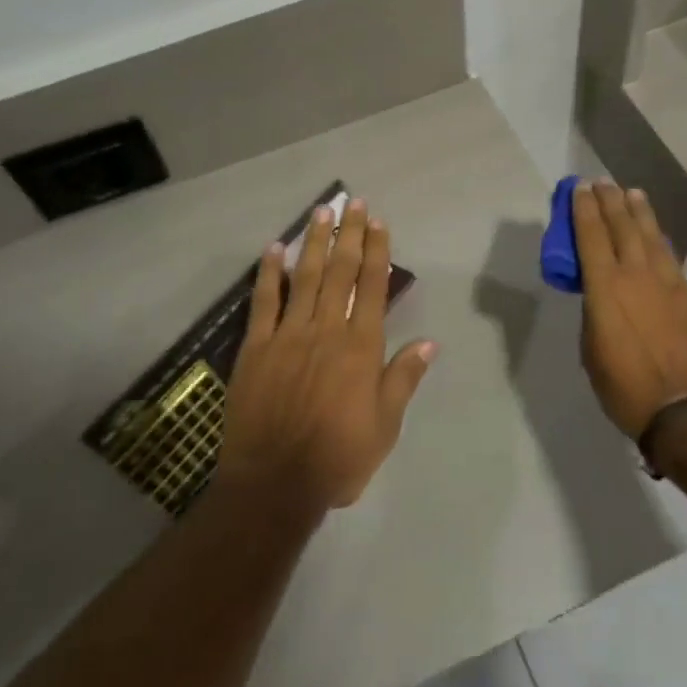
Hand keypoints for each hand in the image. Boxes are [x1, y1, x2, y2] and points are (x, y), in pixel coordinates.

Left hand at [218, 198, 435, 512]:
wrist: (275, 483)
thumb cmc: (338, 457)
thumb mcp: (385, 426)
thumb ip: (403, 378)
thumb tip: (430, 342)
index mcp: (361, 346)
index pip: (373, 286)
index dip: (377, 251)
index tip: (379, 222)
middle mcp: (327, 329)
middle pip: (340, 271)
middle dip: (349, 234)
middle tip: (353, 202)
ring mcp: (288, 334)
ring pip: (304, 276)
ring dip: (314, 241)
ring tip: (321, 211)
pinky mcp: (256, 346)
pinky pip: (263, 301)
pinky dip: (269, 273)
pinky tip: (273, 248)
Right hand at [572, 182, 686, 440]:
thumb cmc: (626, 387)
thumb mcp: (592, 350)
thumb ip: (594, 313)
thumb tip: (601, 297)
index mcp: (605, 288)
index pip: (591, 236)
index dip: (584, 209)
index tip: (580, 188)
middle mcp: (637, 276)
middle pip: (622, 226)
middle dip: (610, 201)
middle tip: (603, 182)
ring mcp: (668, 284)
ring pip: (651, 237)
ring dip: (640, 212)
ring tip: (632, 194)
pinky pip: (670, 258)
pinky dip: (659, 240)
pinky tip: (657, 235)